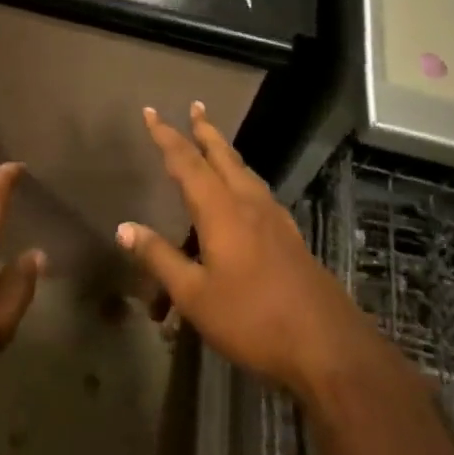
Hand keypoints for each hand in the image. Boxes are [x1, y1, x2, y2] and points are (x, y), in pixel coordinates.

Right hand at [117, 104, 367, 400]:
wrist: (329, 348)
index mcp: (221, 210)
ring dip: (225, 152)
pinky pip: (258, 193)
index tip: (150, 111)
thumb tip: (123, 227)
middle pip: (223, 156)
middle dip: (205, 130)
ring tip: (215, 143)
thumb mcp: (195, 295)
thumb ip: (160, 258)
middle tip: (195, 106)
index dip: (166, 136)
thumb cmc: (253, 319)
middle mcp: (248, 204)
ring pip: (244, 172)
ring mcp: (274, 221)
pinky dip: (243, 178)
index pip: (186, 161)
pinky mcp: (290, 239)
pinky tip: (246, 195)